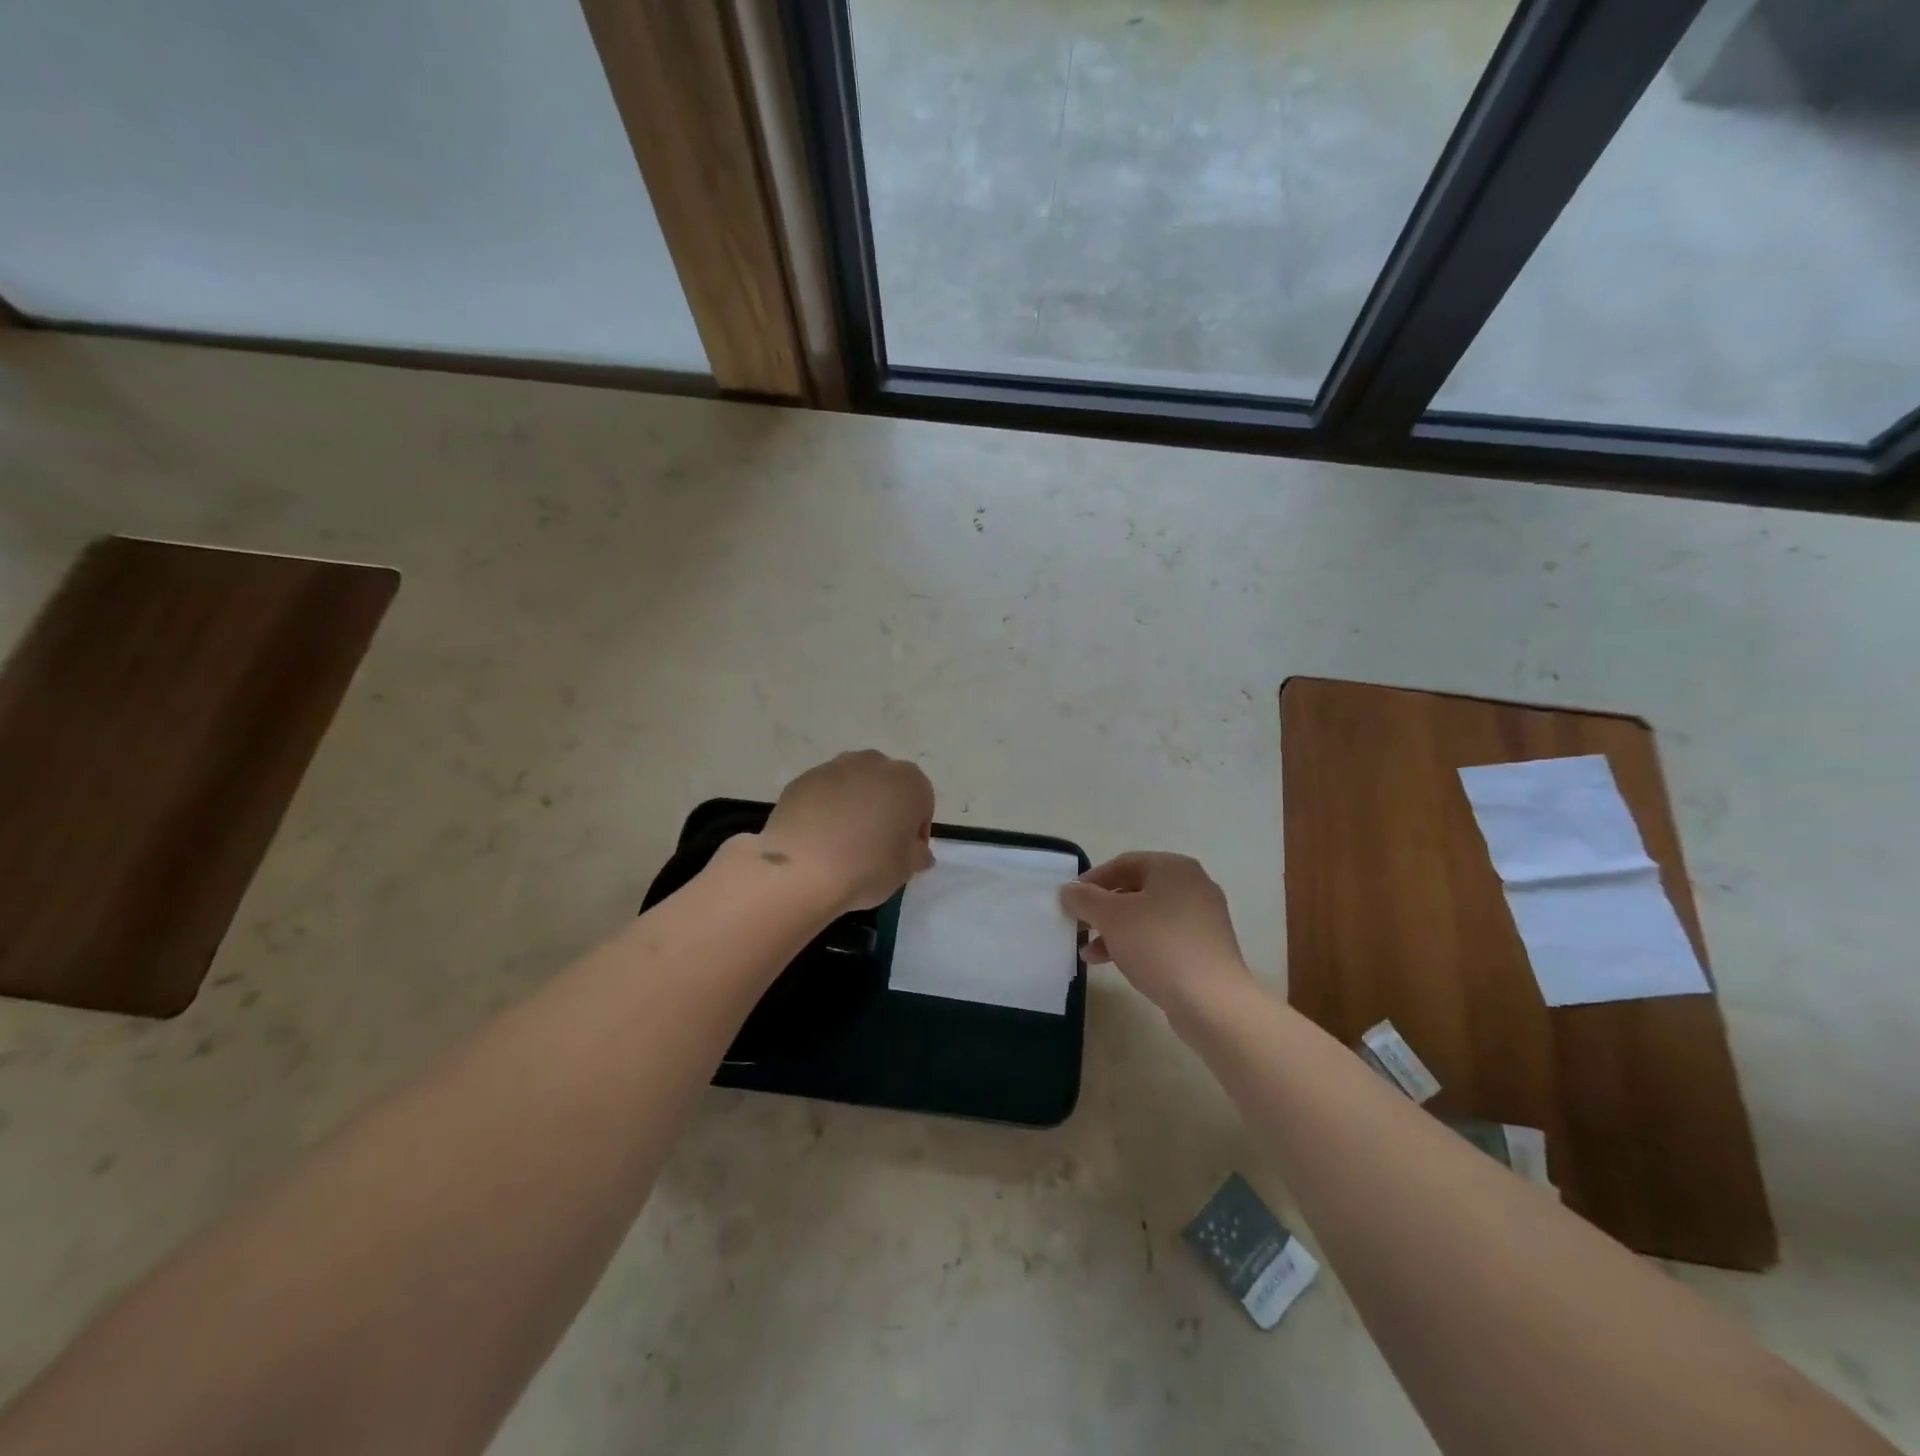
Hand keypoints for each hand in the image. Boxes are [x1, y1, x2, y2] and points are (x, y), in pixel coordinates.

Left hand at [757, 750, 935, 911]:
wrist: (801, 869)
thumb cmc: (867, 867)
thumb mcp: (906, 870)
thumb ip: (919, 855)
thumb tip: (918, 850)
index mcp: (908, 782)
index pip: (922, 804)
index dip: (915, 831)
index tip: (903, 854)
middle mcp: (873, 764)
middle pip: (887, 787)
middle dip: (884, 810)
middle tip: (874, 845)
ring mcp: (834, 767)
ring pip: (853, 786)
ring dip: (854, 806)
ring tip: (841, 842)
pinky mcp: (802, 779)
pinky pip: (823, 794)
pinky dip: (824, 809)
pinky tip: (816, 838)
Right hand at [1060, 852, 1251, 1014]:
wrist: (1212, 1002)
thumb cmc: (1159, 946)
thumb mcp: (1112, 917)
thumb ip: (1085, 898)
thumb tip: (1069, 890)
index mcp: (1174, 868)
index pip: (1124, 863)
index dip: (1092, 880)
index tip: (1070, 900)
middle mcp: (1192, 885)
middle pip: (1136, 890)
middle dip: (1102, 909)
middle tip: (1078, 926)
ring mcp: (1202, 918)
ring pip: (1147, 916)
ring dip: (1114, 931)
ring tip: (1088, 953)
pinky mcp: (1204, 948)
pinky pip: (1162, 937)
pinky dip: (1136, 945)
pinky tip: (1113, 963)